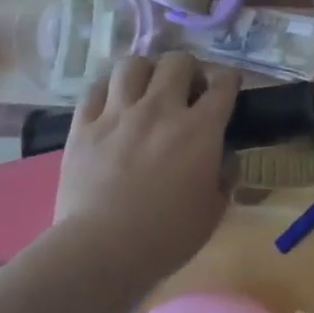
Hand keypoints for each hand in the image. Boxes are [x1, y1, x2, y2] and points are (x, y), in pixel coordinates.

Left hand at [53, 51, 239, 288]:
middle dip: (187, 69)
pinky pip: (95, 89)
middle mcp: (161, 109)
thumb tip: (225, 156)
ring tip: (146, 89)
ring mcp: (119, 114)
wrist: (101, 251)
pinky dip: (108, 90)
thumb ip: (225, 175)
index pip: (223, 83)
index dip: (229, 80)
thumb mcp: (214, 209)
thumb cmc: (166, 236)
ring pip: (133, 65)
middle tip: (186, 90)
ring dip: (146, 73)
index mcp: (200, 128)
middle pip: (178, 61)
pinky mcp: (83, 127)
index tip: (227, 88)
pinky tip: (112, 103)